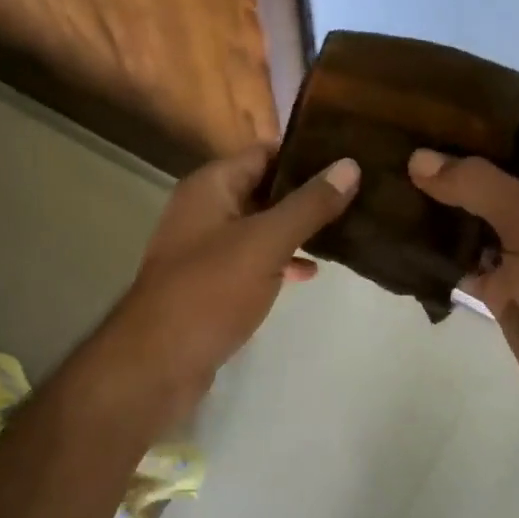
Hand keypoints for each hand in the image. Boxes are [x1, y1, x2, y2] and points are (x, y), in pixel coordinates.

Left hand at [98, 145, 358, 427]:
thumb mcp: (266, 242)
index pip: (264, 153)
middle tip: (359, 193)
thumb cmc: (210, 292)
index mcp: (211, 187)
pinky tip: (312, 272)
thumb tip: (350, 164)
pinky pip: (254, 261)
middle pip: (264, 189)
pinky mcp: (213, 284)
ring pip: (262, 227)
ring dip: (298, 229)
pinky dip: (281, 261)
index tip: (350, 157)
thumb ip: (309, 205)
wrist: (158, 364)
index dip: (305, 154)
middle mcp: (205, 210)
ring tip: (348, 229)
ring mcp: (207, 249)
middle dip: (307, 193)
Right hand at [408, 141, 518, 417]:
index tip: (418, 120)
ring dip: (432, 211)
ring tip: (380, 187)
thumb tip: (418, 158)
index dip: (468, 132)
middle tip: (387, 153)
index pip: (510, 142)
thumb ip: (476, 184)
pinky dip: (433, 253)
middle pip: (484, 182)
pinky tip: (394, 236)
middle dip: (442, 172)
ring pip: (468, 221)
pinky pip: (460, 261)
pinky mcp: (499, 286)